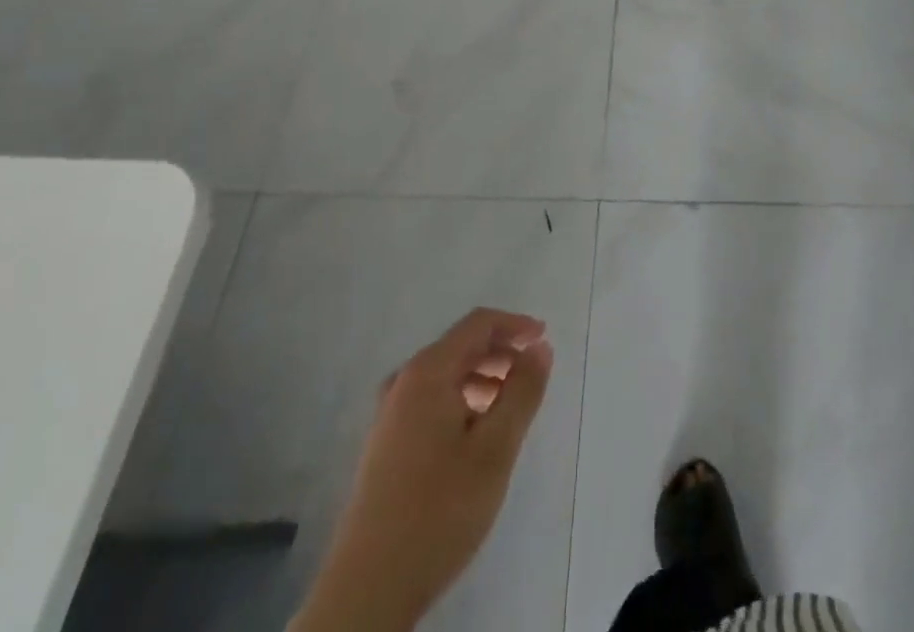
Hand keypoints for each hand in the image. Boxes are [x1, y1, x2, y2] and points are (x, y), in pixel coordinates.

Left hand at [293, 308, 554, 631]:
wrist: (368, 589)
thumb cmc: (439, 510)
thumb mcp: (495, 449)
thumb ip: (522, 391)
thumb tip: (539, 347)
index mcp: (427, 372)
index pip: (478, 324)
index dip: (515, 324)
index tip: (544, 338)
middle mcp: (404, 382)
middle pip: (461, 348)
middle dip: (501, 354)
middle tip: (533, 378)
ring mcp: (389, 415)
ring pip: (446, 377)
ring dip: (483, 380)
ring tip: (511, 411)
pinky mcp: (386, 446)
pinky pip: (432, 402)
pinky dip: (463, 403)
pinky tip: (477, 438)